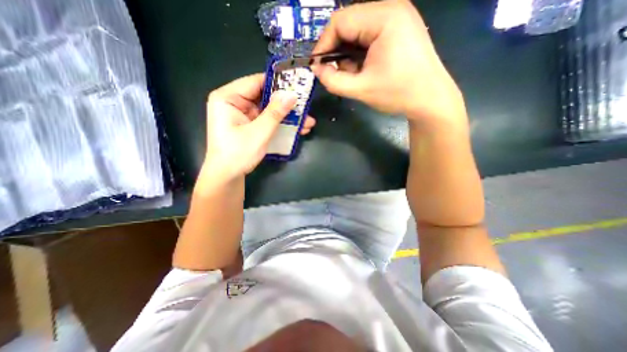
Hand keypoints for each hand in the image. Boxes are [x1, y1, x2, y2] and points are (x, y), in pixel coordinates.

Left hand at [204, 73, 315, 179]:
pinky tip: (298, 129)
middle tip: (306, 106)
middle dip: (286, 104)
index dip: (278, 83)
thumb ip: (275, 113)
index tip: (298, 85)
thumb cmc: (238, 154)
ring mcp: (244, 115)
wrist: (228, 176)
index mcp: (228, 97)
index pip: (256, 82)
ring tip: (307, 121)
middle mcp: (235, 102)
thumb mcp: (259, 132)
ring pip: (269, 110)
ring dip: (287, 116)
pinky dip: (281, 124)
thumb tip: (292, 95)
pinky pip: (268, 120)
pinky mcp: (250, 125)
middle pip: (265, 97)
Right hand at [313, 0, 464, 127]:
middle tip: (335, 73)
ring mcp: (397, 17)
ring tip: (354, 75)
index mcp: (384, 17)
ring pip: (357, 31)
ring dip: (349, 54)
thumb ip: (333, 80)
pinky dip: (360, 53)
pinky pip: (369, 36)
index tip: (317, 66)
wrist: (430, 99)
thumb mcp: (360, 89)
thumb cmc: (397, 94)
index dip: (324, 44)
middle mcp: (391, 9)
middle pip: (349, 24)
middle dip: (337, 50)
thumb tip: (316, 69)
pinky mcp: (399, 29)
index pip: (340, 21)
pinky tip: (364, 69)